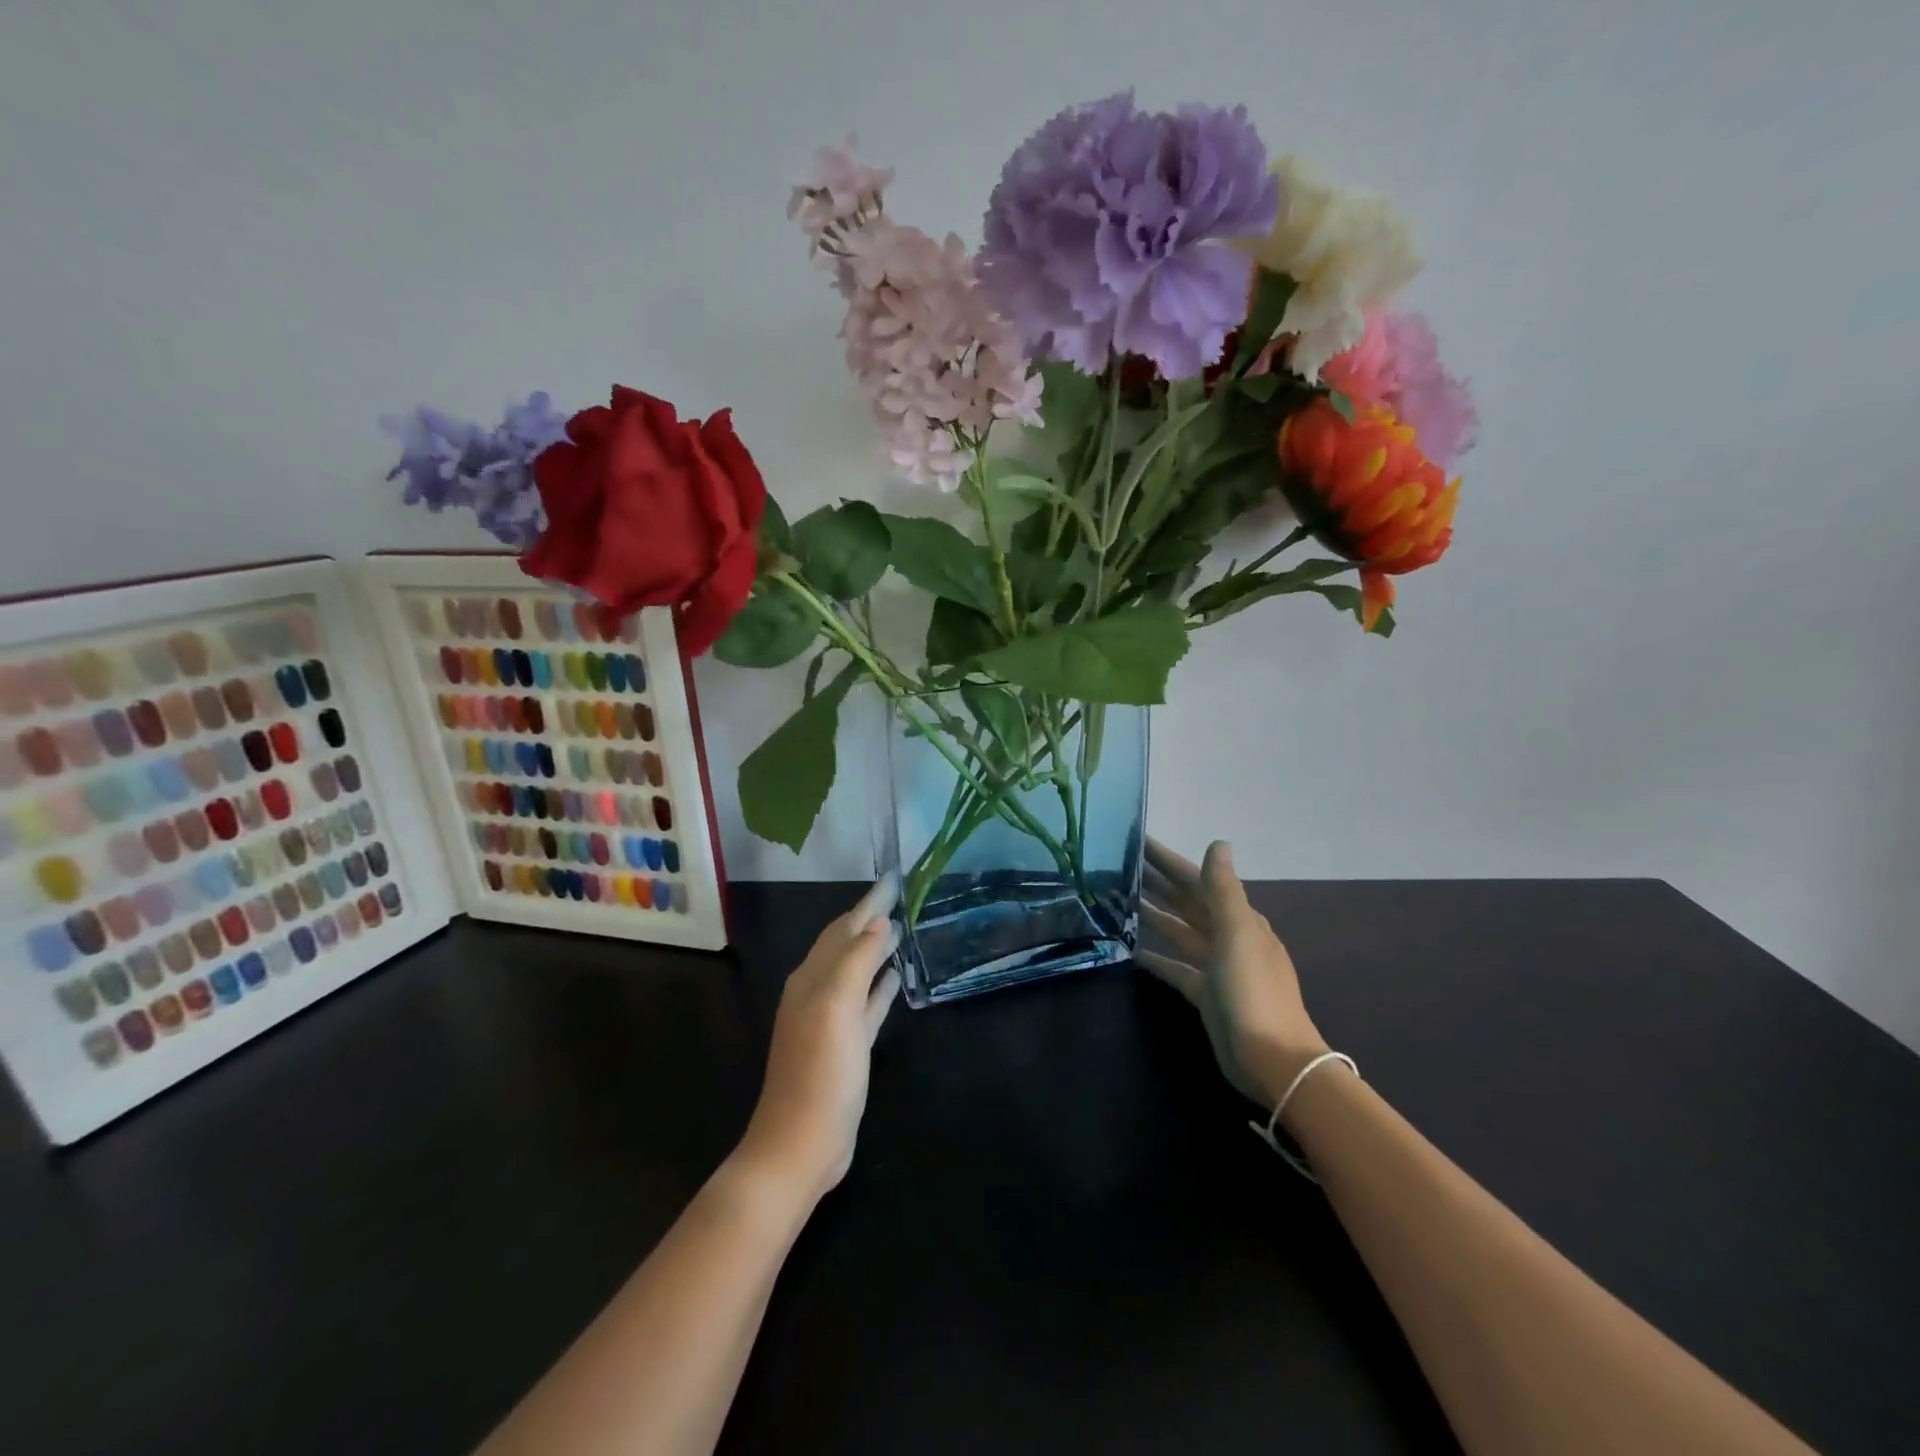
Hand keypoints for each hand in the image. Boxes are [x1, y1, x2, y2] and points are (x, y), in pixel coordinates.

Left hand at [736, 878, 900, 1205]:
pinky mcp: (846, 1046)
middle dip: (870, 919)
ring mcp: (831, 1020)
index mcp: (811, 978)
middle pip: (847, 945)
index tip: (894, 879)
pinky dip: (879, 986)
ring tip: (901, 928)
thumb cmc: (820, 1072)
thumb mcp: (837, 1009)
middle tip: (900, 895)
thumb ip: (857, 962)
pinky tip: (896, 979)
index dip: (868, 903)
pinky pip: (866, 1004)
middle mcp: (817, 992)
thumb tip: (878, 922)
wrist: (800, 1144)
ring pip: (856, 971)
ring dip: (876, 949)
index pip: (844, 928)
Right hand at [1137, 838, 1327, 1107]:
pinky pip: (1176, 968)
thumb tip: (1218, 843)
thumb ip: (1223, 889)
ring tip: (1119, 900)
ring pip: (1180, 932)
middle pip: (1187, 902)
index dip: (1170, 861)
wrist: (1272, 1060)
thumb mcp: (1237, 933)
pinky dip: (1156, 957)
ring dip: (1155, 915)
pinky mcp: (1205, 995)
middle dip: (1158, 883)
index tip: (1139, 842)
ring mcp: (1217, 967)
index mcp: (1238, 919)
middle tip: (1119, 866)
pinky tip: (1132, 951)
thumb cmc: (1253, 991)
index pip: (1198, 880)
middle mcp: (1228, 937)